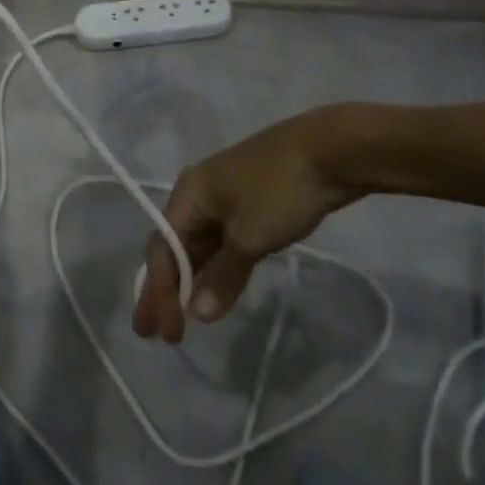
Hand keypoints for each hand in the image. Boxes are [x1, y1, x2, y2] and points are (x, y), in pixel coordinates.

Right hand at [131, 111, 360, 343]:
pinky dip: (216, 266)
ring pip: (200, 245)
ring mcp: (226, 197)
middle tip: (155, 332)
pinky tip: (217, 287)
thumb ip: (223, 275)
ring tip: (183, 317)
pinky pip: (222, 241)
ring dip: (191, 280)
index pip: (163, 249)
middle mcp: (199, 193)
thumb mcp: (250, 236)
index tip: (165, 334)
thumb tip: (198, 313)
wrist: (329, 151)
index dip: (160, 292)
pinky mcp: (250, 204)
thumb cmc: (279, 190)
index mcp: (189, 194)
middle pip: (175, 247)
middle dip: (165, 289)